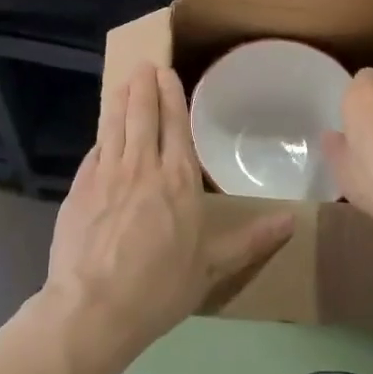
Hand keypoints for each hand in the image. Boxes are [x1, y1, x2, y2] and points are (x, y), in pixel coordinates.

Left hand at [43, 64, 293, 373]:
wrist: (94, 308)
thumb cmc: (160, 288)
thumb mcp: (211, 267)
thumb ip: (250, 240)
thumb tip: (292, 221)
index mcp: (178, 180)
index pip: (174, 125)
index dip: (170, 96)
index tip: (166, 72)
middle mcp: (143, 167)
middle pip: (142, 115)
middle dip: (144, 86)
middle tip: (144, 65)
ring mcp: (107, 173)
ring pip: (115, 124)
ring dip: (121, 99)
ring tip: (125, 81)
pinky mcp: (79, 187)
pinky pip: (95, 150)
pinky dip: (102, 134)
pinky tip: (103, 130)